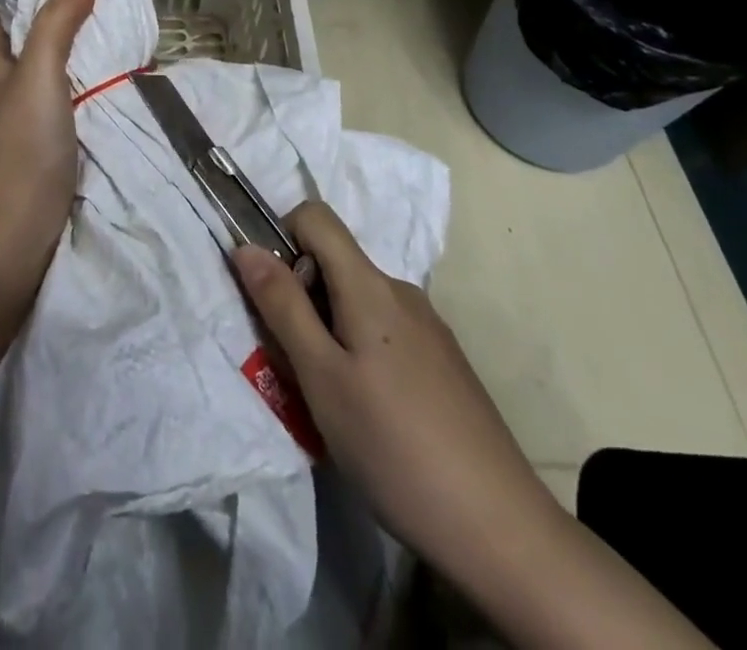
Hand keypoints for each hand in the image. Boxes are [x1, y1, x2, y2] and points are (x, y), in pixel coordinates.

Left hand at [0, 0, 98, 274]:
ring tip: (126, 28)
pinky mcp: (45, 136)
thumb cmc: (22, 144)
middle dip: (75, 15)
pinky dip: (92, 80)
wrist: (18, 231)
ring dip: (87, 49)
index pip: (16, 6)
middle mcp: (3, 80)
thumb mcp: (40, 70)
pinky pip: (70, 94)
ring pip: (58, 65)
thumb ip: (58, 19)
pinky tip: (121, 73)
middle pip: (40, 34)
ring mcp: (24, 111)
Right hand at [232, 203, 552, 565]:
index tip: (274, 297)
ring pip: (357, 303)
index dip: (282, 239)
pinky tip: (372, 416)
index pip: (316, 216)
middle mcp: (402, 292)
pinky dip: (360, 354)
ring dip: (329, 333)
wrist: (501, 530)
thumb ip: (282, 306)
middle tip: (298, 366)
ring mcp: (429, 327)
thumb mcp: (321, 377)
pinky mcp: (444, 362)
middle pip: (335, 264)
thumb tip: (246, 246)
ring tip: (332, 401)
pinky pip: (384, 332)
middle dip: (302, 300)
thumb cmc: (394, 446)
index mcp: (370, 285)